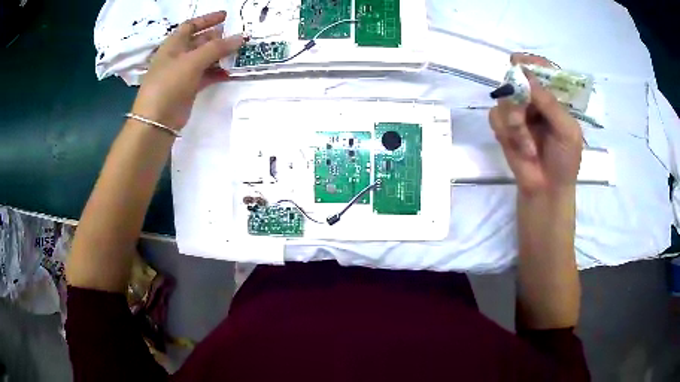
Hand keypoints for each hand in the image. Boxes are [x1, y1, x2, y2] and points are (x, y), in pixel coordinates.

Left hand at [131, 11, 243, 130]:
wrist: (156, 121)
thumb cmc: (169, 84)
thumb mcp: (192, 61)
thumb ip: (217, 48)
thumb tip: (240, 37)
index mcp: (173, 45)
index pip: (191, 26)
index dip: (207, 19)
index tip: (226, 16)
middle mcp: (177, 57)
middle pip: (199, 41)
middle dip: (217, 37)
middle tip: (237, 35)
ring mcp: (182, 73)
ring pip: (204, 59)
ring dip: (220, 55)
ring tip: (238, 52)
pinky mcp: (188, 89)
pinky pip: (205, 75)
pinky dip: (217, 73)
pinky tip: (230, 72)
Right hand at [489, 53, 582, 196]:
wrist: (546, 190)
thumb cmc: (565, 161)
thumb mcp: (567, 130)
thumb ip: (550, 102)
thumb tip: (526, 75)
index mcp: (554, 98)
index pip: (541, 70)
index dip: (531, 63)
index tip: (521, 63)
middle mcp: (534, 100)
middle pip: (517, 78)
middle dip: (519, 96)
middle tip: (525, 113)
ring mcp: (518, 112)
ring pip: (504, 97)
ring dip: (514, 121)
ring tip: (526, 143)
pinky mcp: (503, 127)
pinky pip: (495, 116)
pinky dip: (506, 132)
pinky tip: (519, 147)